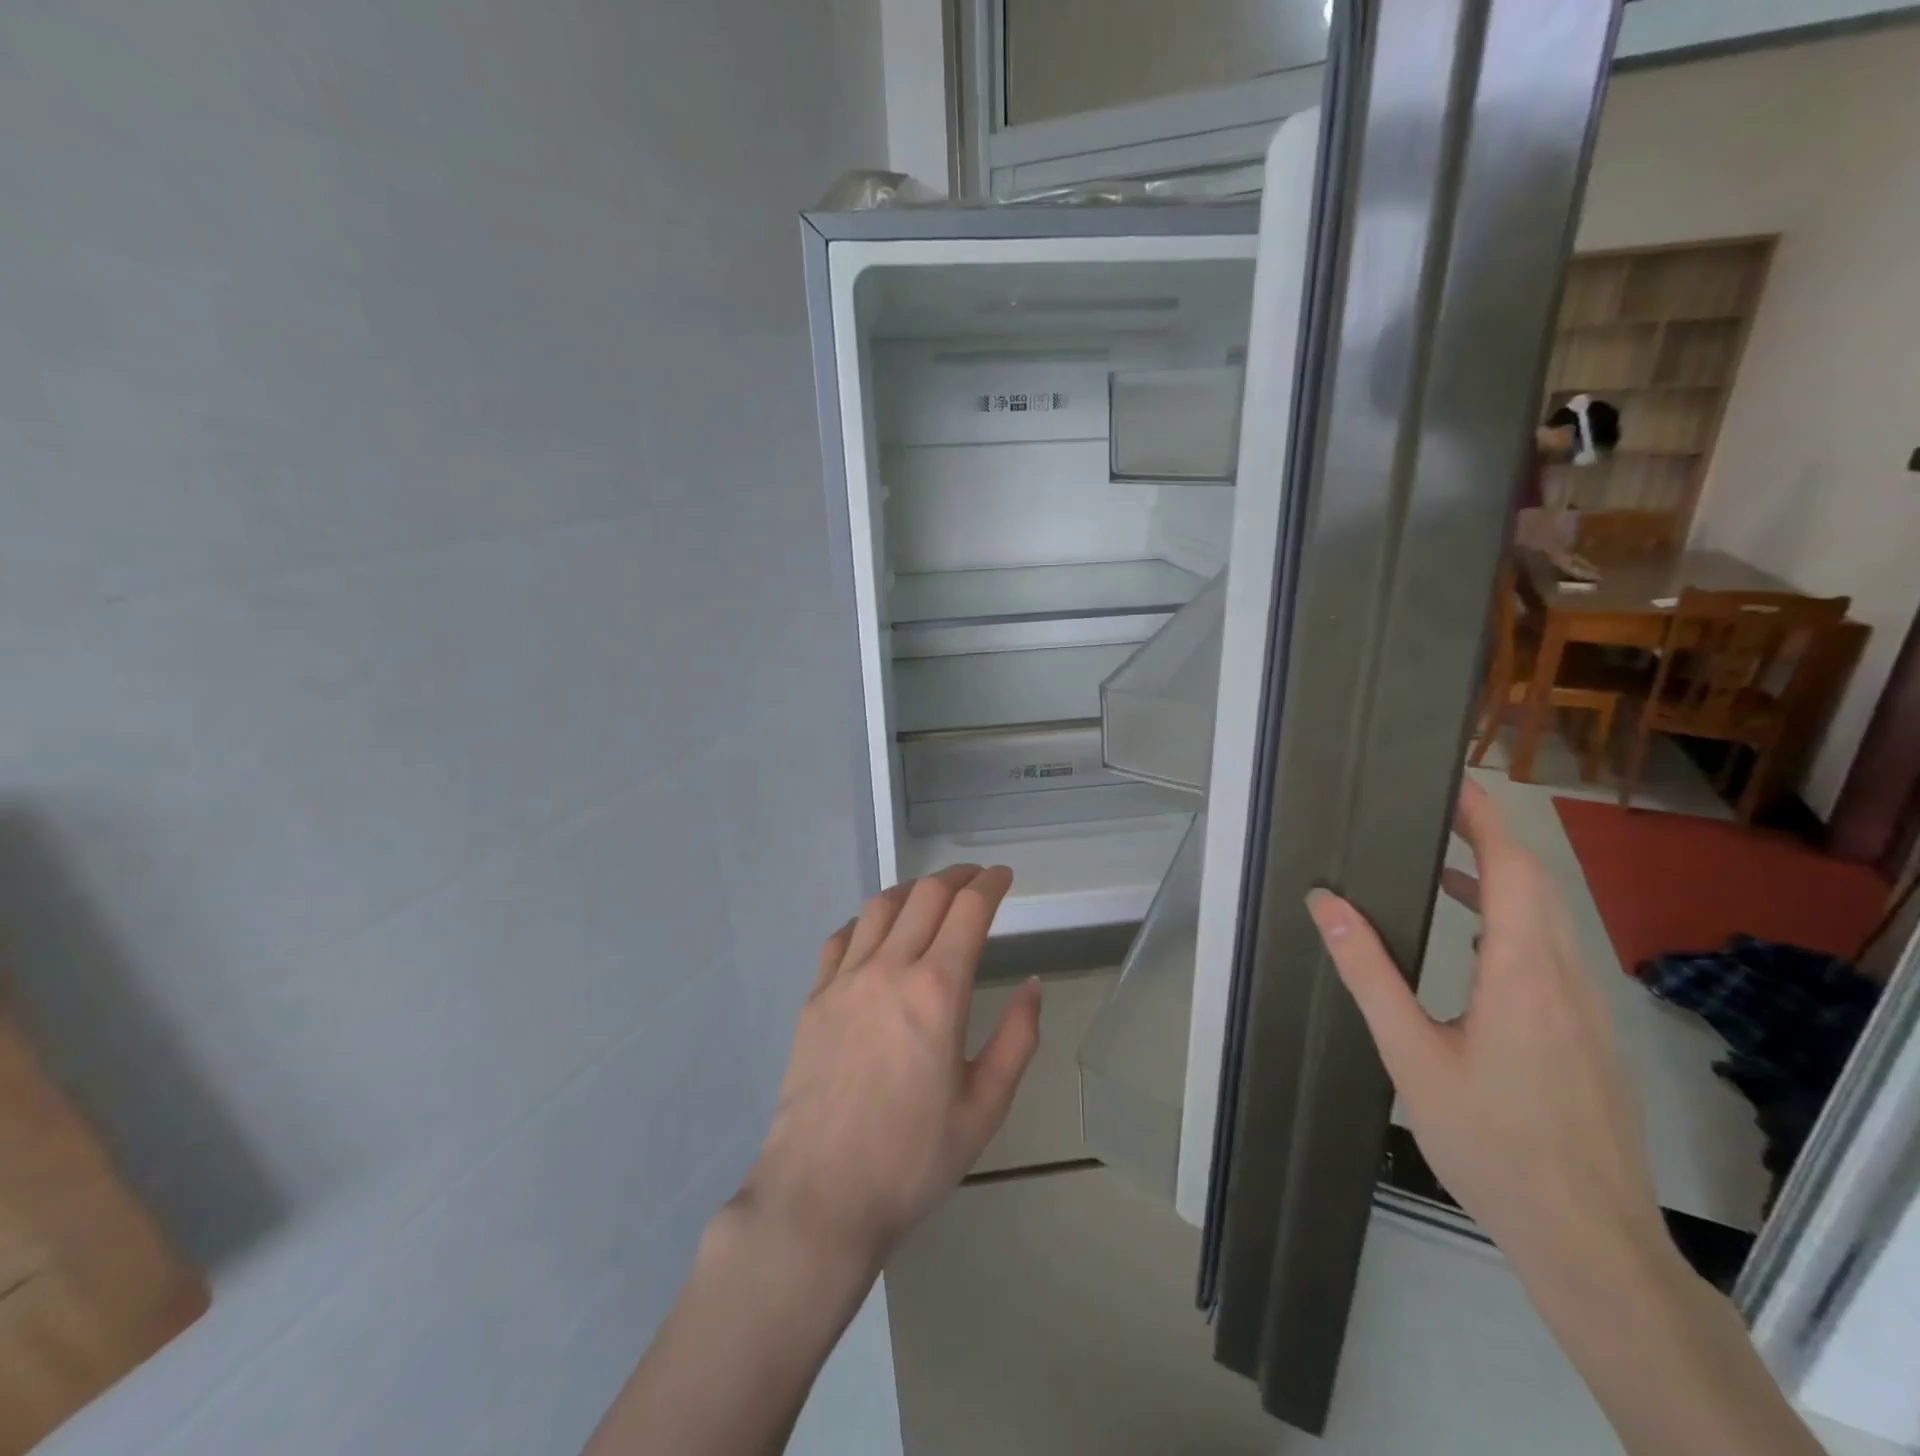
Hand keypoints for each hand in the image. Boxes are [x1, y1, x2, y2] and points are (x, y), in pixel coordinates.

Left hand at [737, 865, 1040, 1267]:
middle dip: (957, 877)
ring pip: (881, 907)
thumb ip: (1017, 1040)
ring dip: (912, 890)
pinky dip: (867, 921)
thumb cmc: (912, 1159)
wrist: (819, 1196)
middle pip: (926, 895)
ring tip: (930, 896)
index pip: (969, 910)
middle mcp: (889, 969)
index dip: (991, 883)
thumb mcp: (984, 1108)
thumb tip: (1032, 986)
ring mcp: (844, 980)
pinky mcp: (814, 998)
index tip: (1004, 876)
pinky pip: (841, 938)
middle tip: (975, 879)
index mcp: (938, 991)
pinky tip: (876, 933)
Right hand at [1306, 781, 1667, 1279]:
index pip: (1516, 871)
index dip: (1487, 821)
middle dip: (1491, 839)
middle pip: (1539, 886)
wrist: (1588, 1238)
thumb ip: (1368, 972)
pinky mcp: (1592, 1037)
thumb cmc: (1490, 1141)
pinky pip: (1554, 955)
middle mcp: (1567, 979)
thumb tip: (1325, 902)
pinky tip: (1475, 947)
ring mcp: (1588, 1011)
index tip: (1453, 786)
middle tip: (1437, 812)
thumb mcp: (1411, 1054)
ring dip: (1503, 882)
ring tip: (1444, 868)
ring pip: (1550, 921)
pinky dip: (1514, 925)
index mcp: (1524, 974)